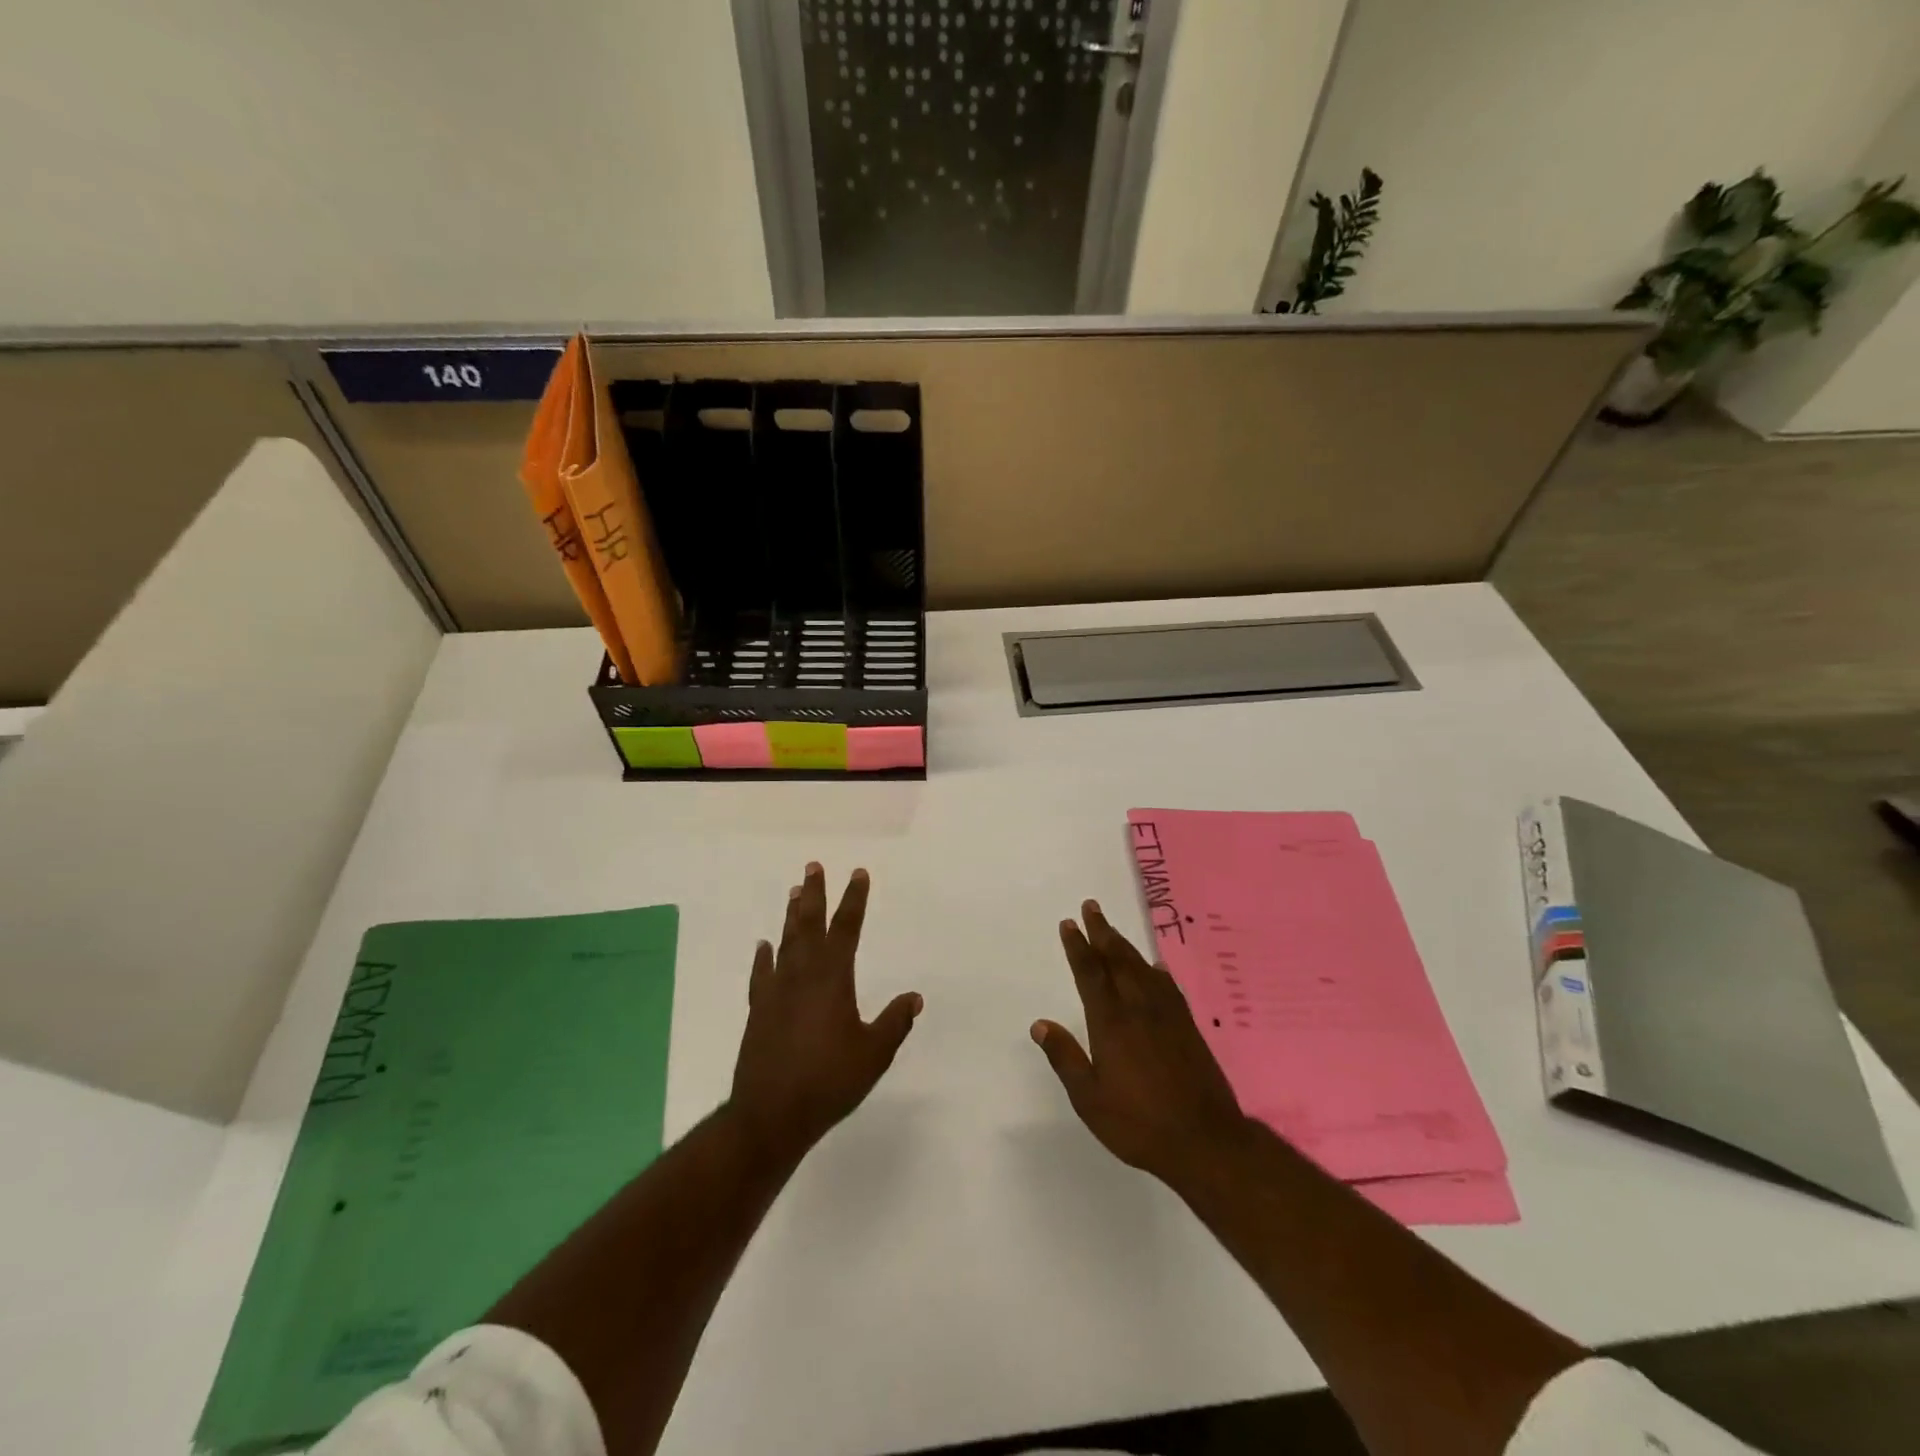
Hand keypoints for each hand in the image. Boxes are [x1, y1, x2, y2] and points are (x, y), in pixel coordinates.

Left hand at [728, 863, 922, 1165]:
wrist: (771, 1115)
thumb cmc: (829, 1081)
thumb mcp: (874, 1053)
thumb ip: (895, 1022)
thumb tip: (915, 997)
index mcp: (833, 978)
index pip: (846, 928)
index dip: (854, 899)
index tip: (858, 873)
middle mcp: (802, 975)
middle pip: (809, 924)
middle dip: (814, 894)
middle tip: (813, 866)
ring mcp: (776, 991)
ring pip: (785, 942)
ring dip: (790, 916)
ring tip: (793, 891)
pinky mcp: (759, 1011)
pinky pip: (762, 974)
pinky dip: (764, 957)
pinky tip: (764, 947)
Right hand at [1032, 900, 1251, 1183]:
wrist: (1205, 1140)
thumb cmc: (1139, 1123)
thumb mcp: (1090, 1099)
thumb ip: (1066, 1058)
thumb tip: (1040, 1024)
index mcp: (1110, 1023)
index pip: (1090, 974)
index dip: (1078, 947)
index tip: (1069, 924)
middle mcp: (1138, 1008)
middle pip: (1117, 960)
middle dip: (1102, 932)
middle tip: (1091, 906)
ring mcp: (1166, 1015)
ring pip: (1141, 968)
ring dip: (1124, 945)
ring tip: (1112, 929)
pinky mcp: (1188, 1026)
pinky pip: (1167, 986)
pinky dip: (1157, 971)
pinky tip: (1155, 966)